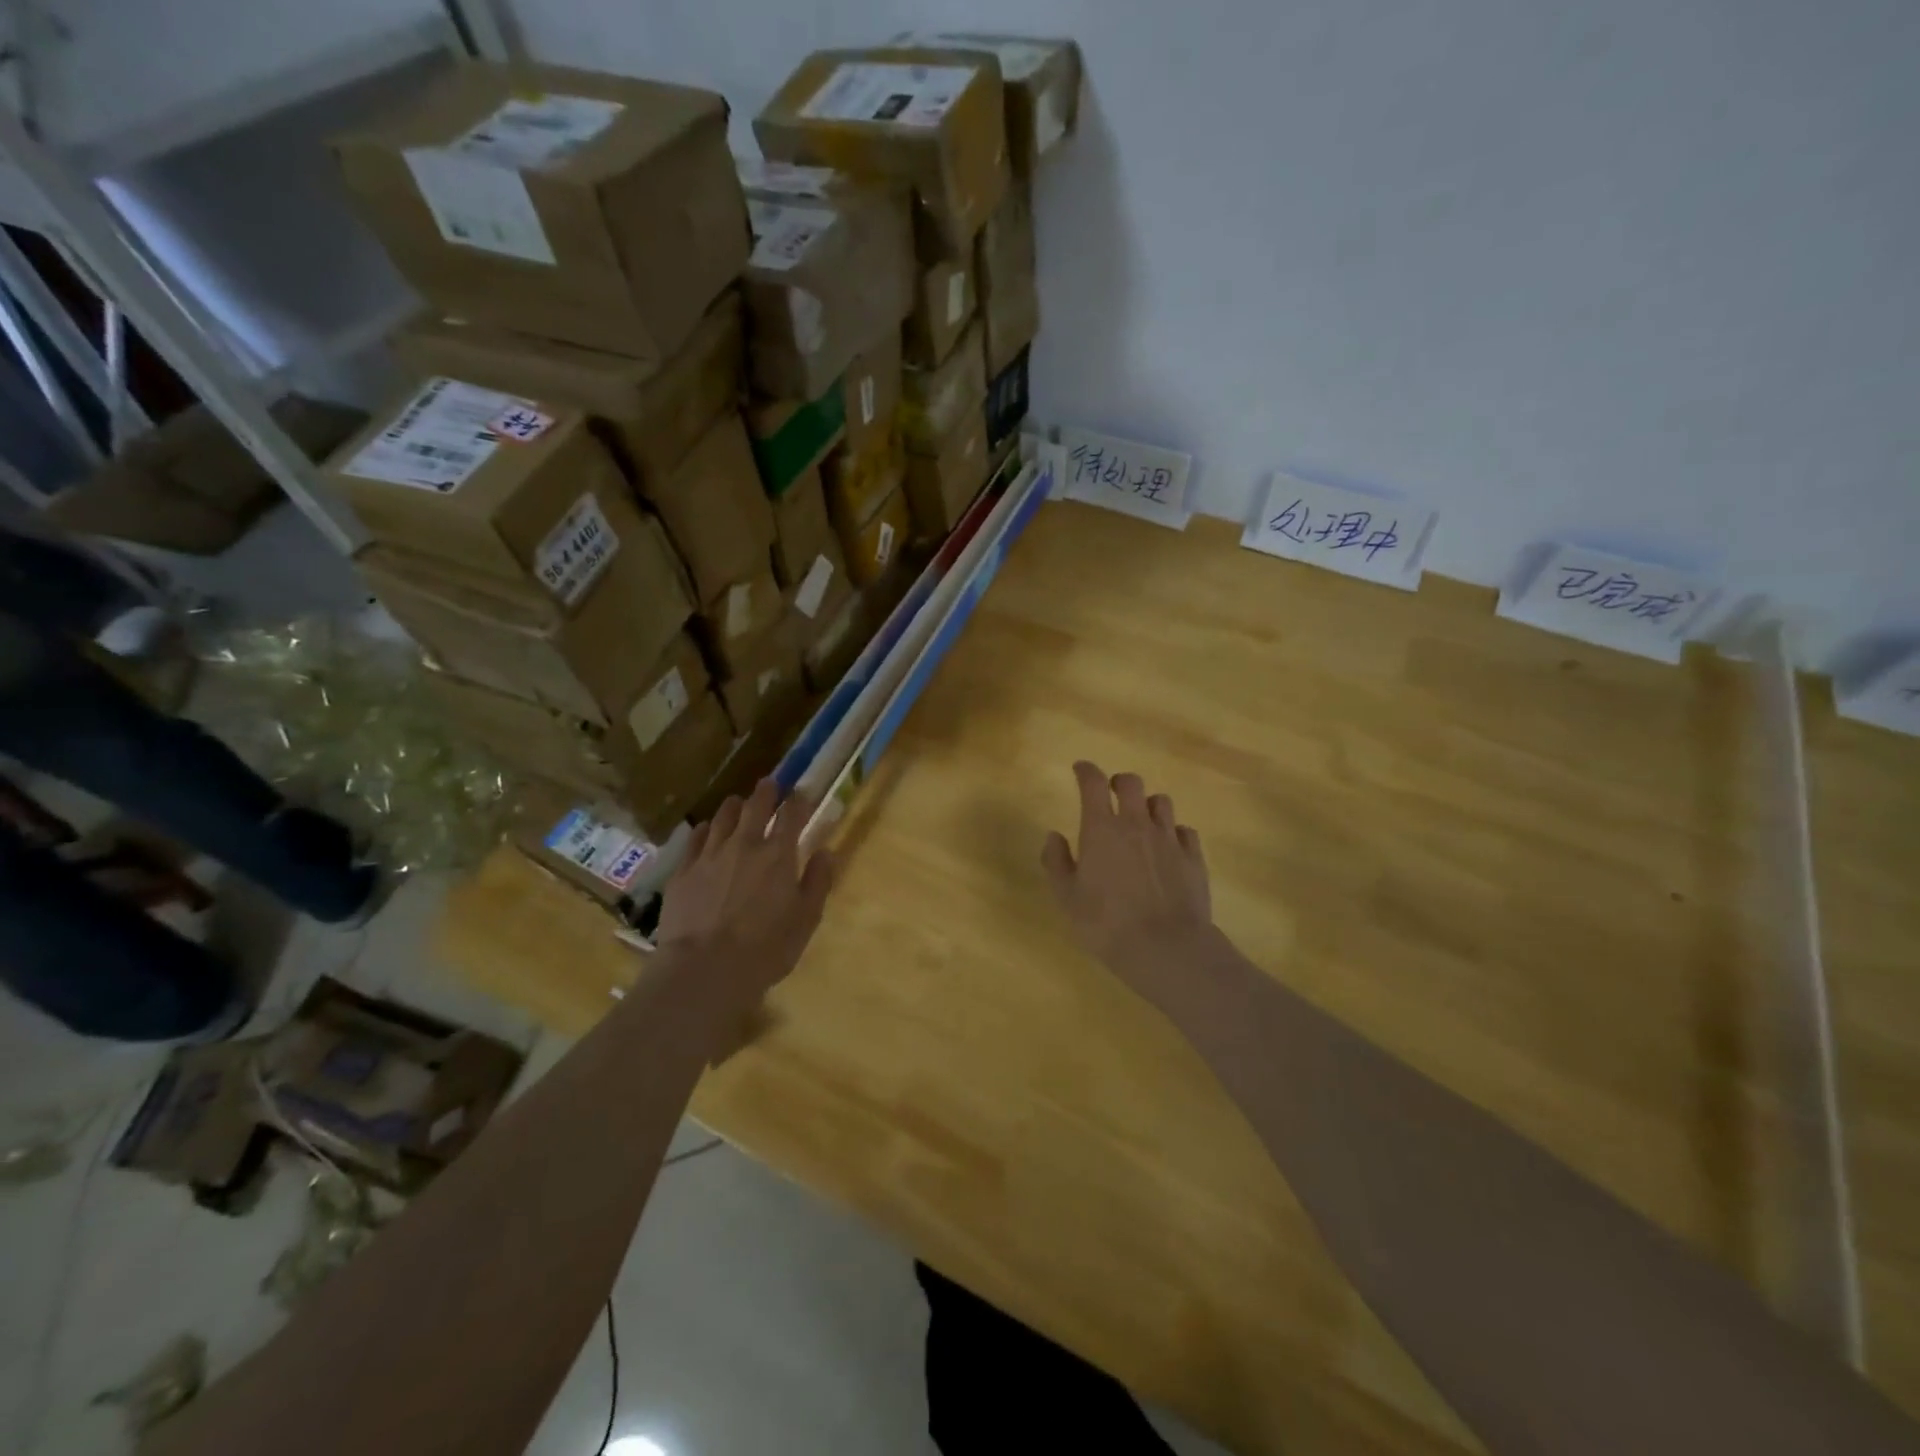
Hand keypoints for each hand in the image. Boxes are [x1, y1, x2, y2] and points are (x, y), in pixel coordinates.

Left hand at [655, 779, 834, 1003]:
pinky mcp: (683, 871)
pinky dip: (706, 829)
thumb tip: (826, 852)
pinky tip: (707, 830)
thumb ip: (818, 882)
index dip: (799, 800)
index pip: (792, 815)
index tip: (802, 793)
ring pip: (723, 817)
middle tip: (769, 784)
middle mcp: (744, 845)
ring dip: (734, 806)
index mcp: (778, 855)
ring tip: (738, 802)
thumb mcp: (806, 920)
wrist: (704, 969)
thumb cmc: (765, 949)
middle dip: (765, 792)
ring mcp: (709, 855)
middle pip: (755, 806)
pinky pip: (695, 839)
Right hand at [1042, 761, 1217, 1015]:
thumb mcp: (1067, 898)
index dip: (1085, 771)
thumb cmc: (1106, 924)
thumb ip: (1057, 862)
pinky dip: (1173, 832)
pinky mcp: (1193, 857)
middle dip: (1119, 782)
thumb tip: (1054, 835)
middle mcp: (1136, 824)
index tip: (1080, 769)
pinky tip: (1168, 847)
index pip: (1093, 783)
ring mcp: (1168, 839)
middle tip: (1112, 794)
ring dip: (1148, 805)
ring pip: (1161, 802)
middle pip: (1131, 783)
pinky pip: (1184, 831)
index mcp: (1101, 829)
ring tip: (1141, 821)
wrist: (1166, 948)